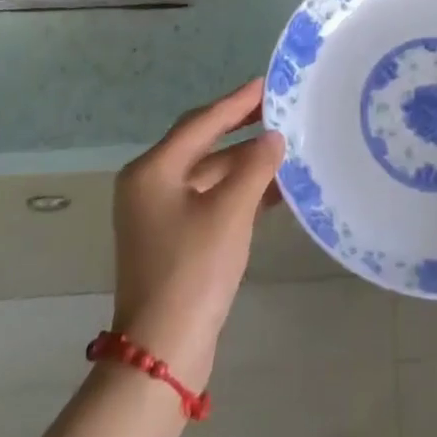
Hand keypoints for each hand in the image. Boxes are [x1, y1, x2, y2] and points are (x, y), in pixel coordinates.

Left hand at [111, 79, 284, 389]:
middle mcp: (150, 184)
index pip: (202, 121)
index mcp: (153, 170)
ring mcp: (159, 214)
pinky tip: (274, 188)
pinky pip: (210, 198)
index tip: (269, 83)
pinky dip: (239, 190)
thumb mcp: (230, 211)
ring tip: (286, 146)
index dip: (238, 101)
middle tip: (280, 108)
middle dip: (242, 127)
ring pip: (209, 172)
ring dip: (245, 161)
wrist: (163, 353)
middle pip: (203, 142)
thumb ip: (255, 166)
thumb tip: (274, 137)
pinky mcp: (173, 238)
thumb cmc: (193, 270)